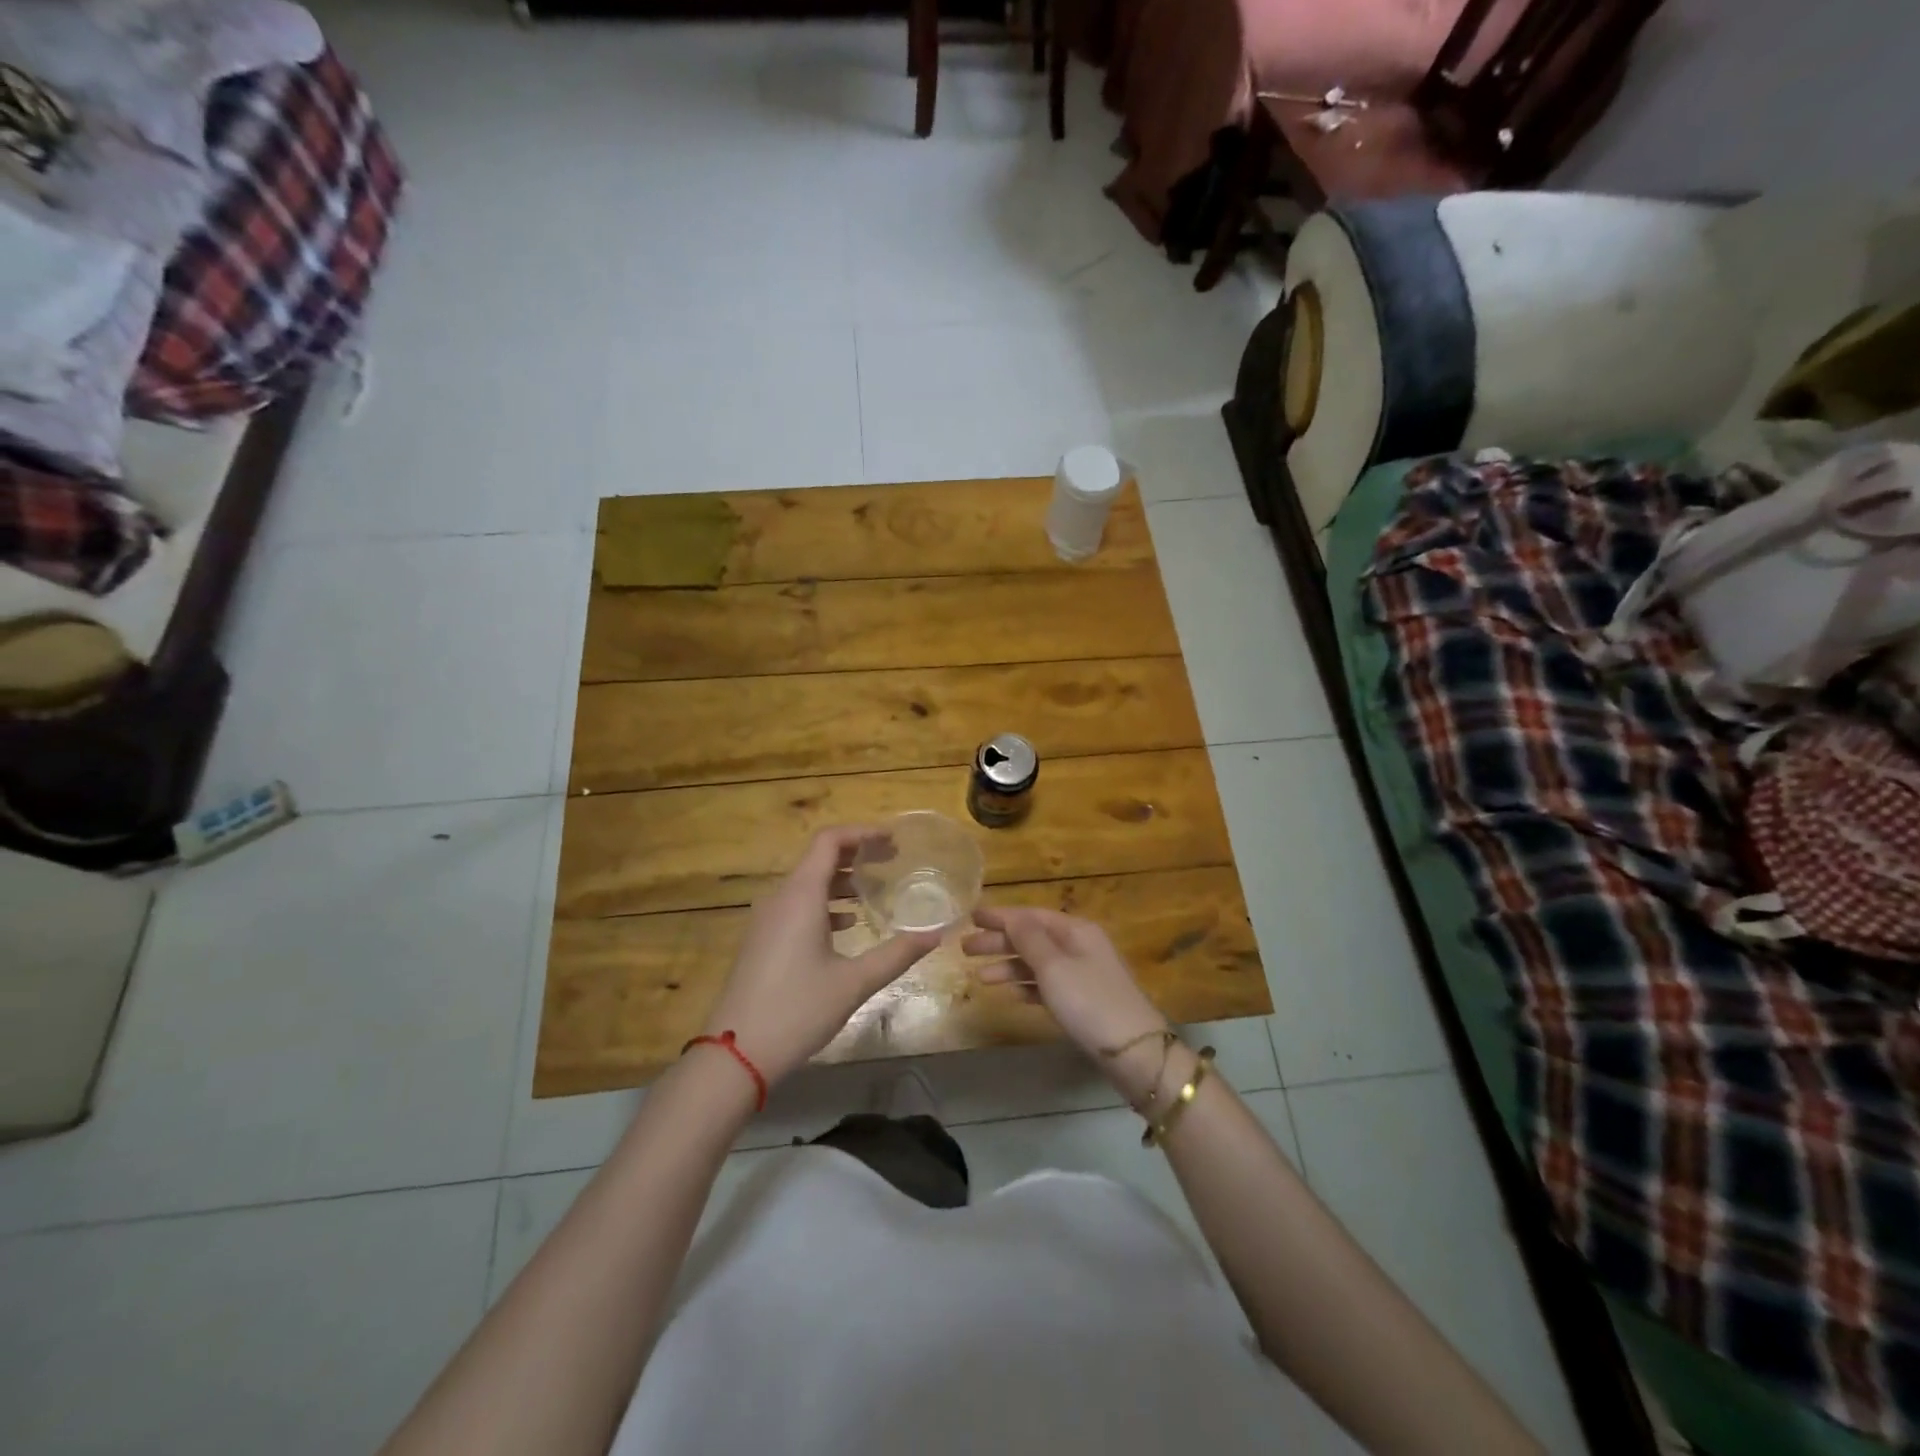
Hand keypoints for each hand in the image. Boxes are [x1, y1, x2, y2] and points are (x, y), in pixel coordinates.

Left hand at [701, 826, 941, 1084]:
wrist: (736, 1054)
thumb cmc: (797, 1010)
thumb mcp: (854, 982)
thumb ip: (897, 954)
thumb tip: (936, 933)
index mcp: (801, 896)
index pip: (830, 841)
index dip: (862, 833)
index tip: (893, 840)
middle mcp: (780, 898)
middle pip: (818, 858)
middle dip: (856, 855)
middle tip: (892, 861)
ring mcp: (766, 920)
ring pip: (807, 883)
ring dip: (841, 880)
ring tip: (875, 891)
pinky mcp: (762, 940)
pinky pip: (796, 905)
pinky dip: (824, 903)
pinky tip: (847, 925)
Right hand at [962, 905, 1168, 1081]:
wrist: (1134, 1052)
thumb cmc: (1089, 1002)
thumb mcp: (1054, 967)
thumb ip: (1029, 940)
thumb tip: (1011, 917)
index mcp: (1076, 930)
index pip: (1031, 916)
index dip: (1000, 916)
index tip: (971, 917)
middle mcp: (1080, 946)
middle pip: (1032, 938)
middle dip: (999, 942)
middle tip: (965, 949)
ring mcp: (1083, 974)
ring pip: (1038, 963)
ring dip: (1009, 966)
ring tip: (979, 976)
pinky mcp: (1083, 1001)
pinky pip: (1048, 985)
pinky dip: (1028, 986)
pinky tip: (1011, 994)